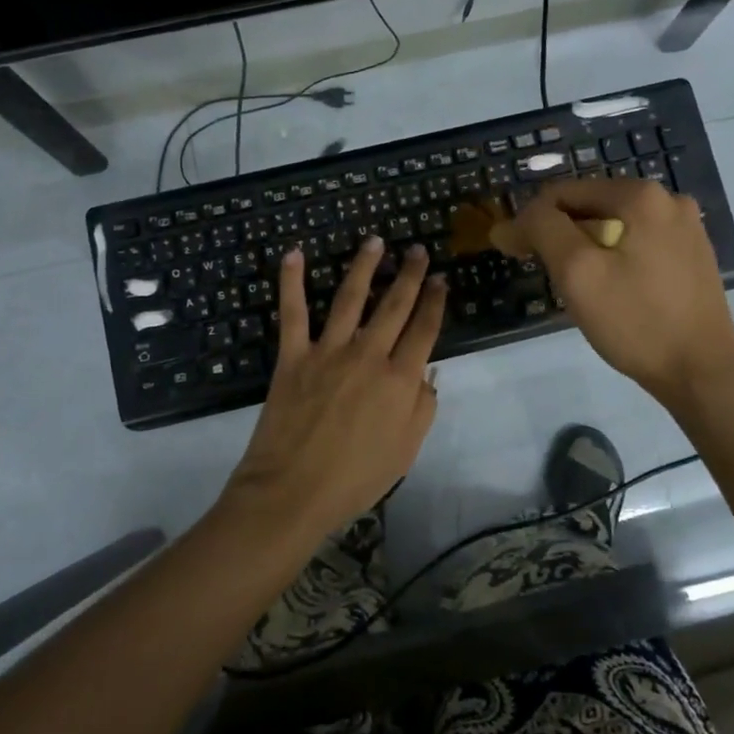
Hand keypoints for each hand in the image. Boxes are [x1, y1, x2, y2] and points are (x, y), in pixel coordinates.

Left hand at [224, 236, 445, 538]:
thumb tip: (427, 374)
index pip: (424, 330)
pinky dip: (292, 281)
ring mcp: (329, 351)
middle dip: (410, 274)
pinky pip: (293, 312)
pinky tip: (294, 254)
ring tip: (375, 241)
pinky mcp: (294, 355)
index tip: (441, 279)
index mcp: (400, 380)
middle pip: (395, 305)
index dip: (435, 301)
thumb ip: (422, 408)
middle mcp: (368, 355)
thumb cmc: (355, 479)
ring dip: (365, 265)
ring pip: (351, 297)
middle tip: (417, 249)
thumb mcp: (406, 452)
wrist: (293, 491)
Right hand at [508, 177, 733, 403]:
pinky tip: (609, 289)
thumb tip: (512, 221)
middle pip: (591, 206)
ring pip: (614, 226)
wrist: (702, 372)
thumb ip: (542, 231)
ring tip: (573, 285)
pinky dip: (613, 257)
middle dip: (559, 234)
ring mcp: (685, 227)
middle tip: (542, 272)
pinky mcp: (692, 254)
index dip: (530, 220)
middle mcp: (668, 200)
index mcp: (640, 195)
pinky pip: (637, 243)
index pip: (563, 193)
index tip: (511, 252)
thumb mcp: (577, 272)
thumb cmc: (635, 321)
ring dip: (585, 247)